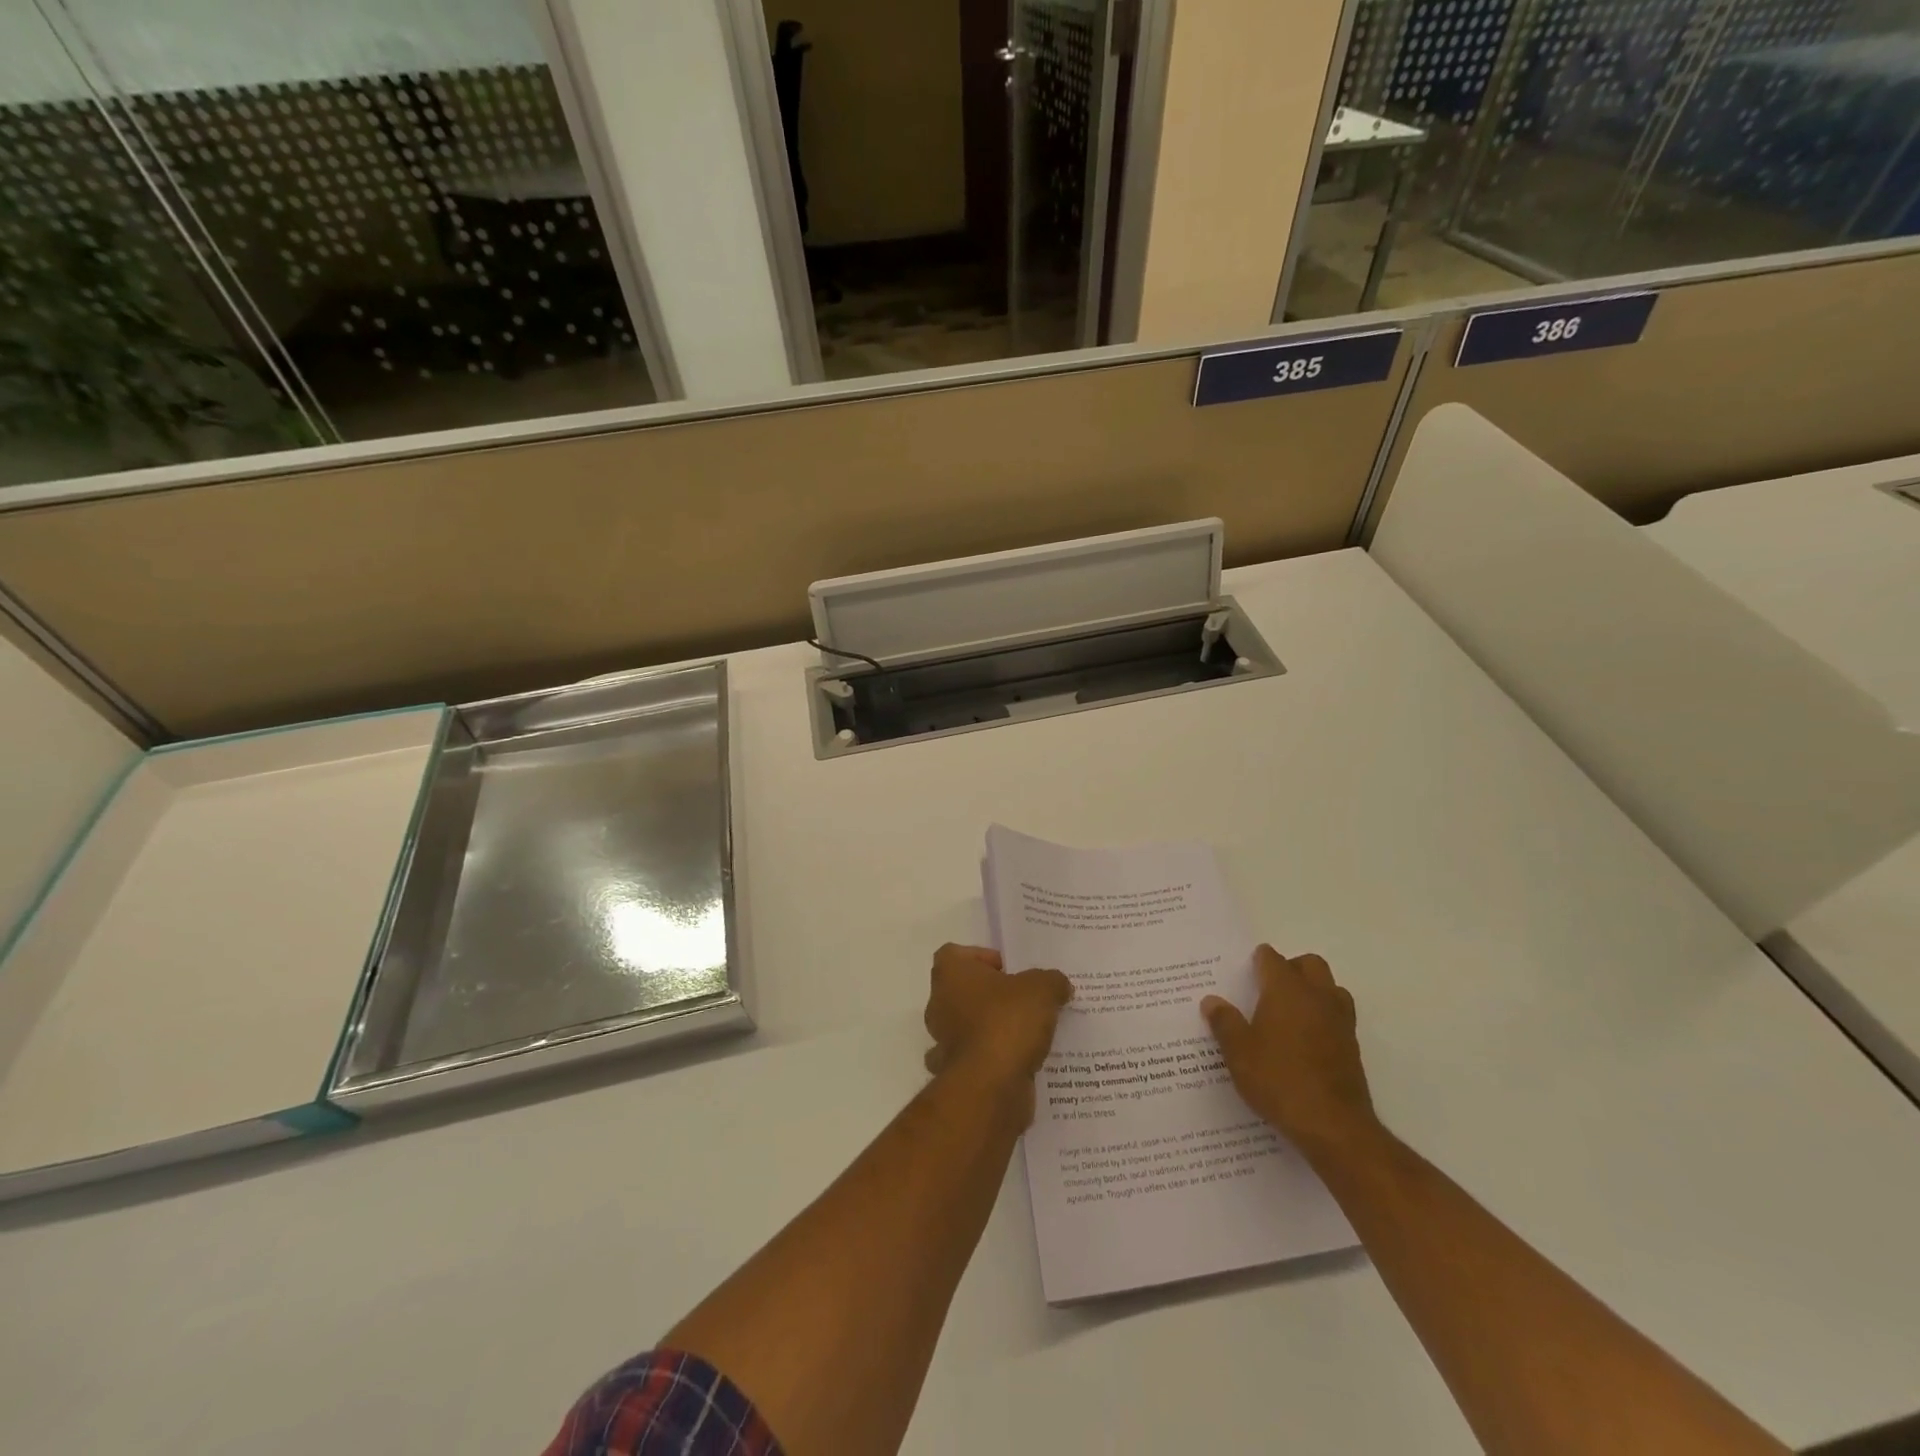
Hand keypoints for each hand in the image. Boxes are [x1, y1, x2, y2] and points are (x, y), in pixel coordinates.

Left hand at [924, 944, 1071, 1118]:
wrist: (991, 1087)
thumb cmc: (1007, 1022)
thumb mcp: (1042, 989)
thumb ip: (1051, 981)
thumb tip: (1058, 985)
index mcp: (950, 974)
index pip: (955, 954)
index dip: (981, 958)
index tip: (1009, 970)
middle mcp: (939, 1004)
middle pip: (963, 990)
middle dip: (992, 995)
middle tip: (1025, 1001)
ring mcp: (943, 1042)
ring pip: (969, 1026)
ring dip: (993, 1028)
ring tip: (1030, 1033)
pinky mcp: (956, 1074)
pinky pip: (977, 1059)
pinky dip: (995, 1060)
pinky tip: (1023, 1062)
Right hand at [1202, 946, 1376, 1156]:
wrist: (1333, 1125)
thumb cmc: (1278, 1079)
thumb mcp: (1238, 1052)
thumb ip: (1224, 1022)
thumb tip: (1212, 1001)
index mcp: (1286, 990)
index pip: (1272, 959)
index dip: (1258, 961)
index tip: (1245, 972)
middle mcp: (1317, 997)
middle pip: (1310, 964)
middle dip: (1291, 968)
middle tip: (1269, 988)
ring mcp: (1340, 1021)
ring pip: (1331, 988)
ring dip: (1314, 991)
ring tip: (1290, 1012)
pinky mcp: (1352, 1047)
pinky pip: (1338, 1017)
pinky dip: (1324, 1018)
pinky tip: (1305, 1041)